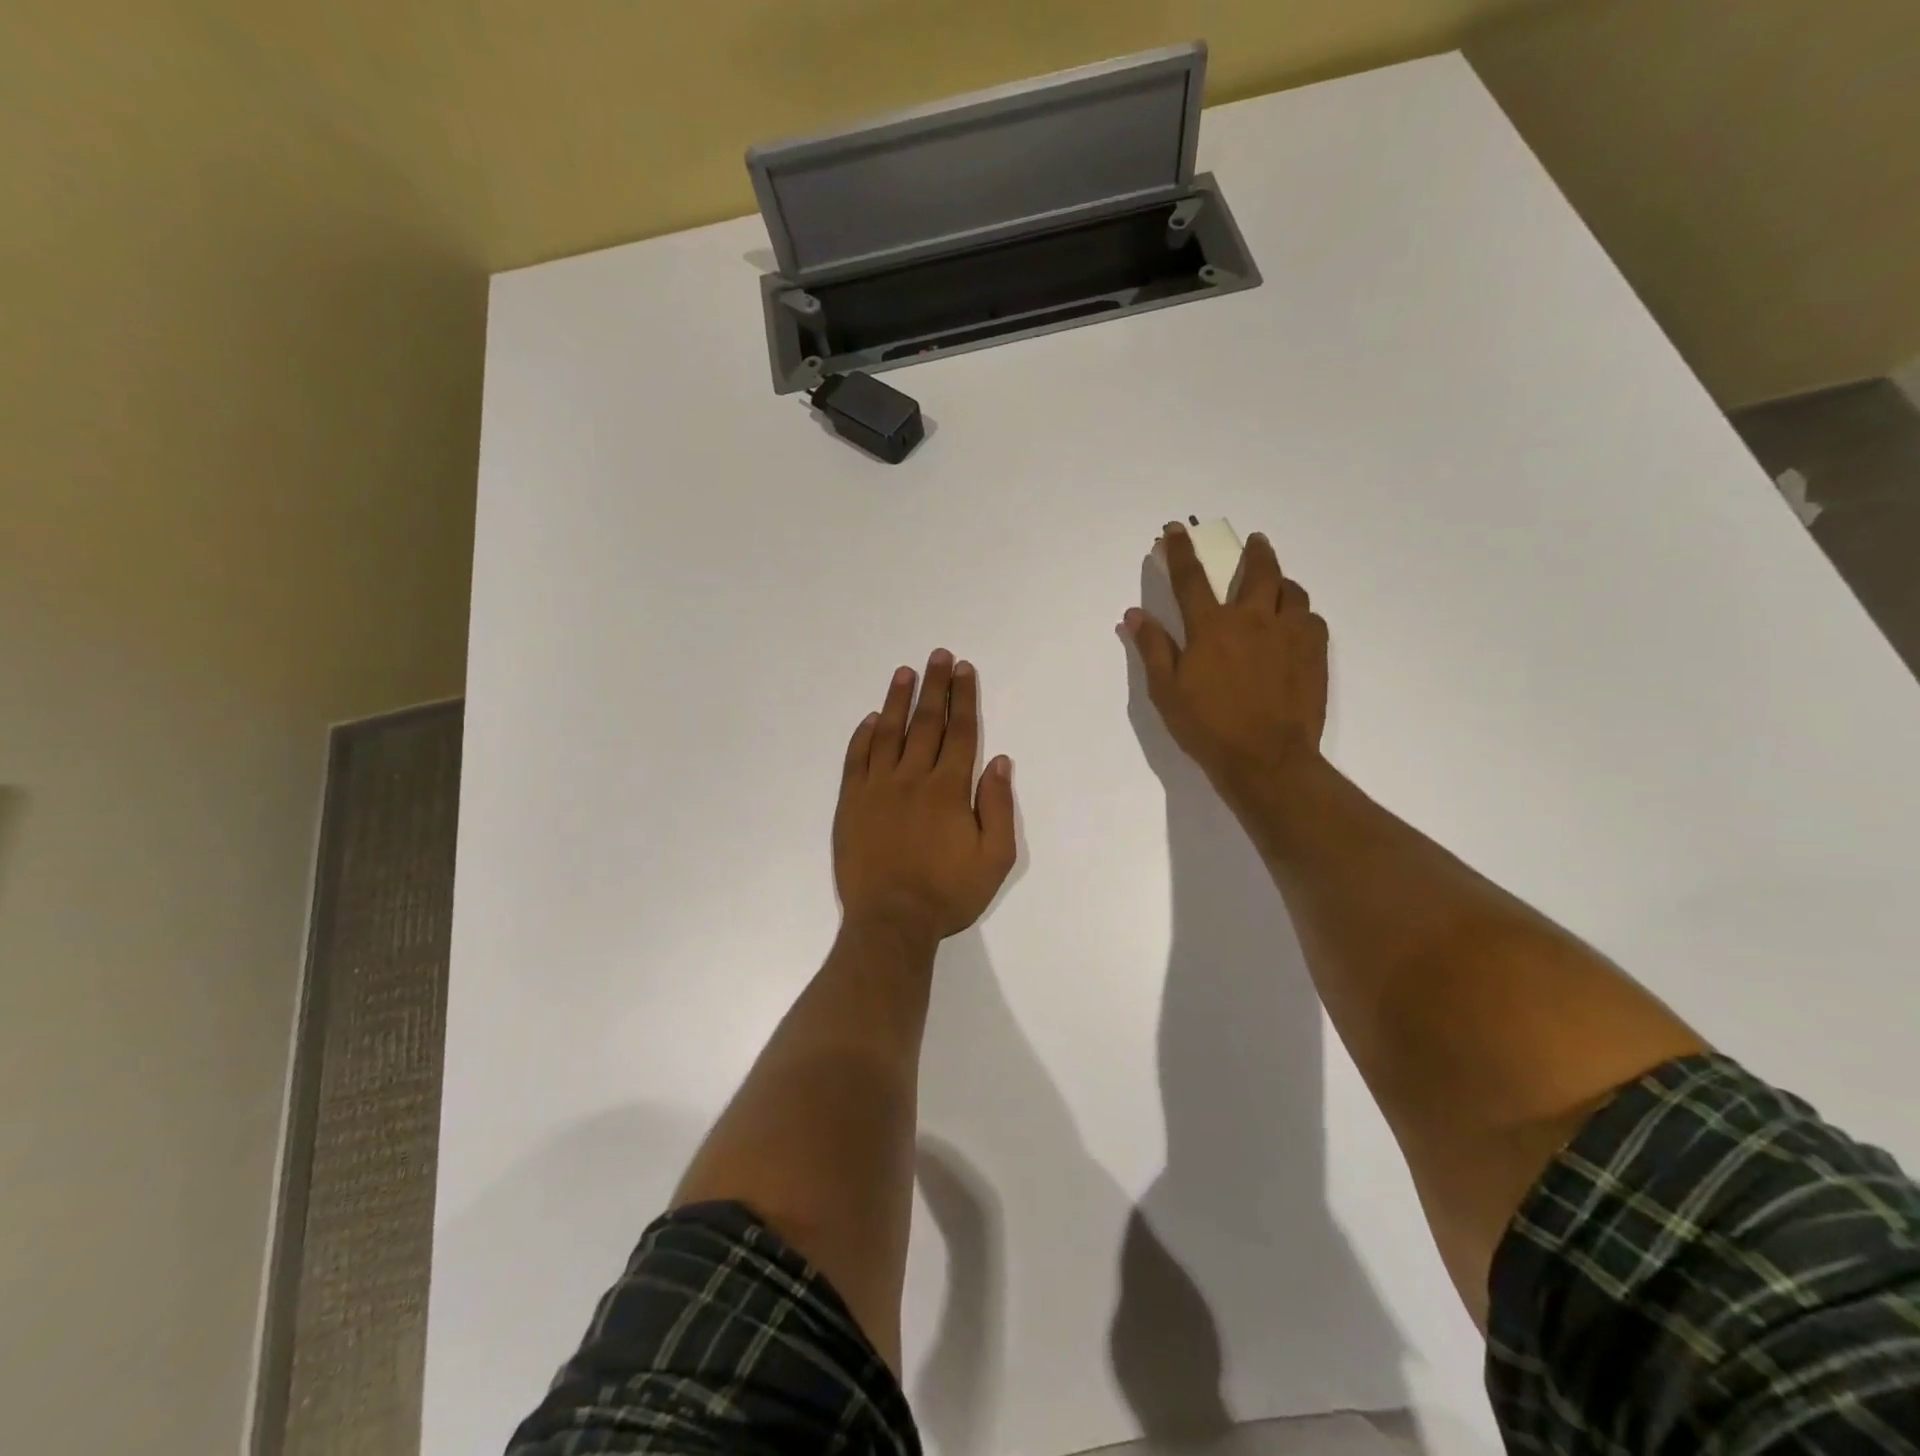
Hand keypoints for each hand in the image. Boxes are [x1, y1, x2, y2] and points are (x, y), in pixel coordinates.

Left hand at [833, 650, 1017, 942]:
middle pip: (926, 723)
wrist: (890, 922)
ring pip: (888, 733)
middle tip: (937, 656)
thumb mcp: (994, 859)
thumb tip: (999, 762)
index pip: (960, 732)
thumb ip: (998, 807)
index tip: (963, 669)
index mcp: (948, 789)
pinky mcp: (851, 803)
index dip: (963, 698)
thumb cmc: (948, 894)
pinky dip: (863, 736)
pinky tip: (870, 720)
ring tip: (904, 673)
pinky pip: (856, 759)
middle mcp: (912, 778)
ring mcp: (877, 788)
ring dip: (897, 700)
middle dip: (934, 687)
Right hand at [1120, 524, 1329, 801]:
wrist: (1266, 759)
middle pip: (1258, 571)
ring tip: (1277, 585)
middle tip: (1254, 542)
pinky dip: (1301, 613)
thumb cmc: (1208, 728)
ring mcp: (1289, 634)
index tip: (1176, 529)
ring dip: (1281, 581)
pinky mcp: (1314, 653)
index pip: (1191, 578)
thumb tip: (1135, 614)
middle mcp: (1253, 620)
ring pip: (1292, 590)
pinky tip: (1296, 624)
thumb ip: (1153, 648)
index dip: (1180, 551)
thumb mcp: (1167, 692)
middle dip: (1254, 551)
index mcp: (1212, 628)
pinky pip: (1312, 618)